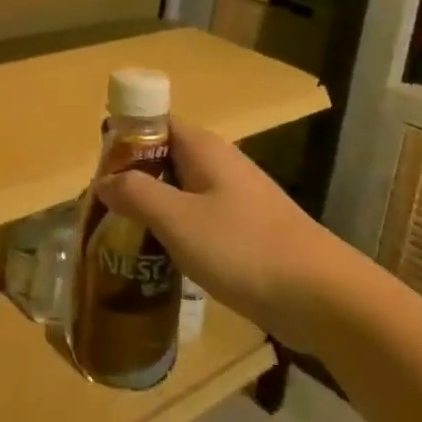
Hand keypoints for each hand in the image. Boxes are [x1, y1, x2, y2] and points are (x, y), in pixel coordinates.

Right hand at [92, 119, 371, 354]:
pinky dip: (174, 232)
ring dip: (151, 209)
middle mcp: (219, 164)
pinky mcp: (246, 231)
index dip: (122, 138)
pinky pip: (198, 220)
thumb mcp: (177, 220)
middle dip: (131, 178)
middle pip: (164, 158)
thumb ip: (136, 194)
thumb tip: (104, 181)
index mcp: (203, 148)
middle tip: (101, 209)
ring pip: (180, 192)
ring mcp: (235, 198)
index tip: (96, 169)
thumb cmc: (245, 248)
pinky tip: (159, 260)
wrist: (324, 298)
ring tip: (121, 237)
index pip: (153, 123)